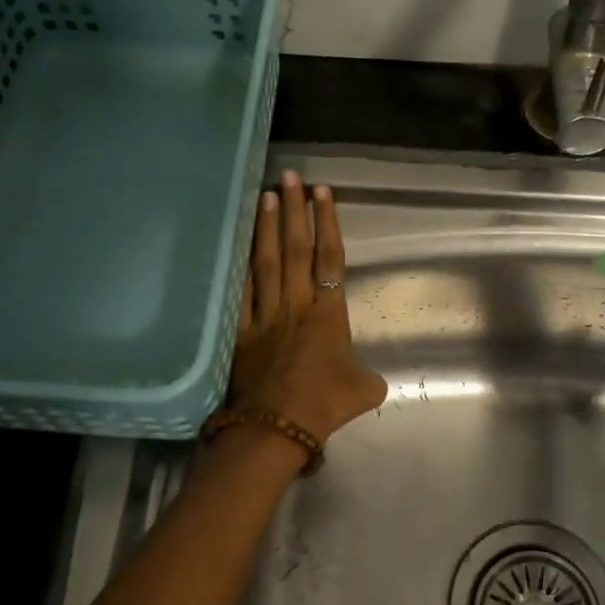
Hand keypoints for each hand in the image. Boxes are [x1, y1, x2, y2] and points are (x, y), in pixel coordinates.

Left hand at [229, 171, 386, 445]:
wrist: (278, 426)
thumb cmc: (325, 405)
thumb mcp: (363, 390)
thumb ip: (367, 378)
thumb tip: (368, 380)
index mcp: (329, 314)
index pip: (330, 258)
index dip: (327, 223)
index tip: (322, 193)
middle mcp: (296, 305)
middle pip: (296, 250)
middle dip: (295, 211)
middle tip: (291, 177)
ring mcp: (265, 316)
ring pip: (266, 263)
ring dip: (267, 228)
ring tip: (266, 196)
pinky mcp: (240, 332)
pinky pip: (240, 293)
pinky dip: (238, 268)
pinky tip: (236, 245)